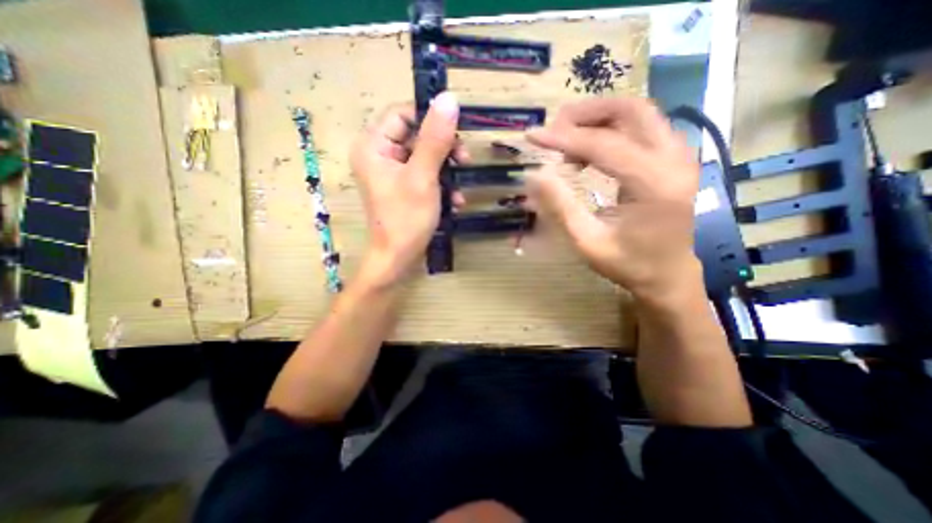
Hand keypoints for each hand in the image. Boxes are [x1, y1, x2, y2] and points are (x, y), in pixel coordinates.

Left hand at [350, 95, 461, 285]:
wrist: (397, 259)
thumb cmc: (406, 220)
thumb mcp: (423, 177)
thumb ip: (435, 138)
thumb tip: (449, 99)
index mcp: (373, 145)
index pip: (402, 113)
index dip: (430, 117)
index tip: (457, 131)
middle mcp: (379, 154)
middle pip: (415, 135)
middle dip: (443, 149)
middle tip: (465, 159)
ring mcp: (391, 172)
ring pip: (424, 156)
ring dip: (446, 170)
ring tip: (459, 187)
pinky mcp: (402, 187)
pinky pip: (424, 174)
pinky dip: (440, 184)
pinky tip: (455, 200)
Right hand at [528, 98, 701, 302]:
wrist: (669, 275)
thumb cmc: (628, 264)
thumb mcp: (587, 241)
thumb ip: (560, 206)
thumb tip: (534, 174)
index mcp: (654, 184)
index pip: (603, 144)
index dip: (563, 138)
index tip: (533, 136)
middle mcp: (674, 160)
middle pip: (630, 110)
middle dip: (586, 114)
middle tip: (554, 131)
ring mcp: (679, 156)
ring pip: (637, 113)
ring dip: (597, 119)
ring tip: (567, 143)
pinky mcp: (674, 159)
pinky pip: (641, 128)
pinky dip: (610, 130)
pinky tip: (589, 151)